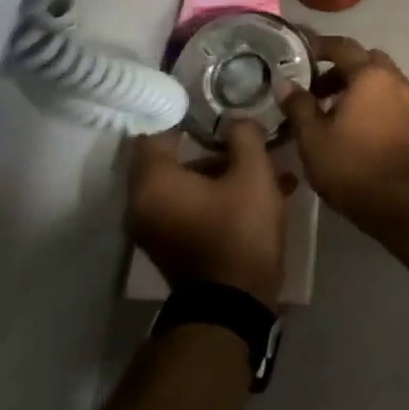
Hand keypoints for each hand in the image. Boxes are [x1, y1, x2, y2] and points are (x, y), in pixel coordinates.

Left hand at [128, 122, 295, 306]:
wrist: (234, 305)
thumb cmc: (240, 231)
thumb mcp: (254, 174)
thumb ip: (244, 137)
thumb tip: (236, 120)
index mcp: (154, 182)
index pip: (155, 131)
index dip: (183, 113)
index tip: (211, 104)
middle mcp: (142, 203)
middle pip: (173, 159)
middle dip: (213, 146)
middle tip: (245, 136)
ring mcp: (154, 228)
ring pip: (188, 184)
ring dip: (222, 172)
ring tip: (267, 169)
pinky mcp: (171, 245)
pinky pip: (191, 206)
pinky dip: (218, 195)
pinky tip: (262, 193)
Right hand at [279, 35, 408, 219]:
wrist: (403, 200)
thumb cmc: (352, 165)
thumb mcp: (313, 137)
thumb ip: (298, 105)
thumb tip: (284, 82)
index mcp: (369, 75)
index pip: (342, 47)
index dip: (318, 46)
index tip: (298, 52)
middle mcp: (394, 79)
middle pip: (365, 59)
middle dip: (340, 67)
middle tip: (314, 87)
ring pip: (380, 79)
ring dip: (357, 85)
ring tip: (330, 111)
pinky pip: (391, 97)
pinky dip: (372, 100)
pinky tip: (354, 125)